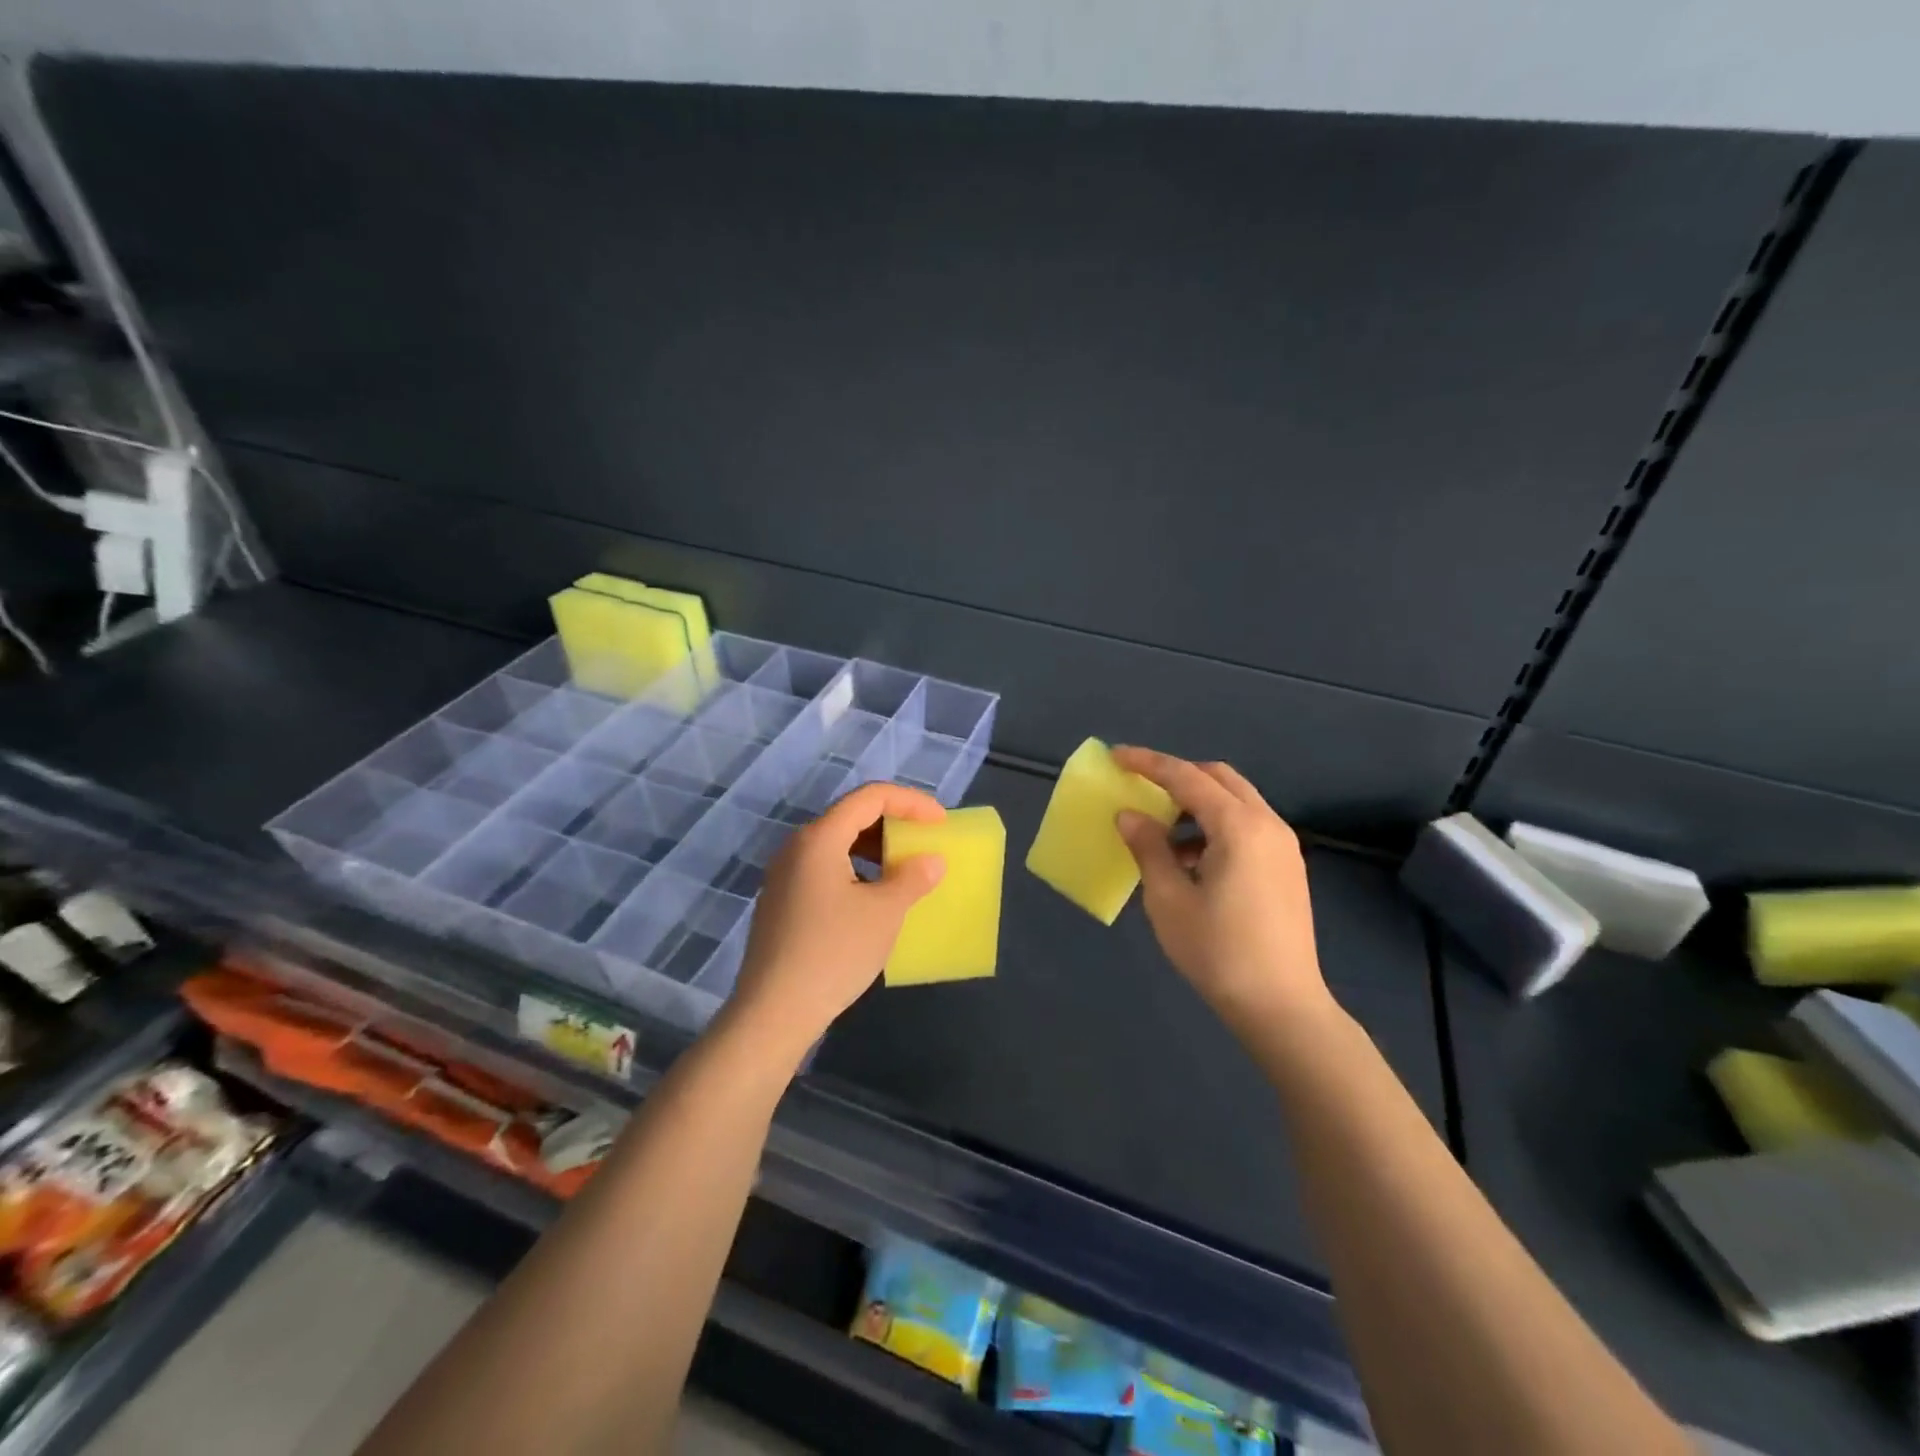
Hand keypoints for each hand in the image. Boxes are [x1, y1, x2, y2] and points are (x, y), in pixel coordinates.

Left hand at [725, 783, 946, 1058]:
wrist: (774, 1013)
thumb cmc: (834, 953)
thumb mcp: (884, 913)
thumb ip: (912, 878)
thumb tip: (931, 861)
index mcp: (819, 838)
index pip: (870, 797)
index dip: (911, 803)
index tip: (941, 822)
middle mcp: (796, 848)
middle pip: (851, 817)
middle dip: (893, 825)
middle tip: (924, 844)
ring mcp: (784, 876)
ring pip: (836, 845)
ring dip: (875, 850)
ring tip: (903, 872)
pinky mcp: (781, 902)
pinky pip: (824, 869)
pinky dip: (855, 871)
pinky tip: (872, 900)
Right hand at [1112, 747, 1333, 1035]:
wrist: (1282, 1006)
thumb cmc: (1218, 951)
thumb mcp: (1169, 899)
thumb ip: (1148, 848)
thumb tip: (1129, 815)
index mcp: (1238, 826)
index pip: (1186, 777)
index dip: (1148, 763)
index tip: (1116, 756)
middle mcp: (1267, 824)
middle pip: (1219, 777)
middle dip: (1178, 775)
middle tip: (1141, 788)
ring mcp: (1283, 845)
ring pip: (1236, 800)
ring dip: (1197, 802)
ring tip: (1162, 831)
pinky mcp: (1287, 866)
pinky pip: (1247, 825)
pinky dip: (1215, 825)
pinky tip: (1191, 860)